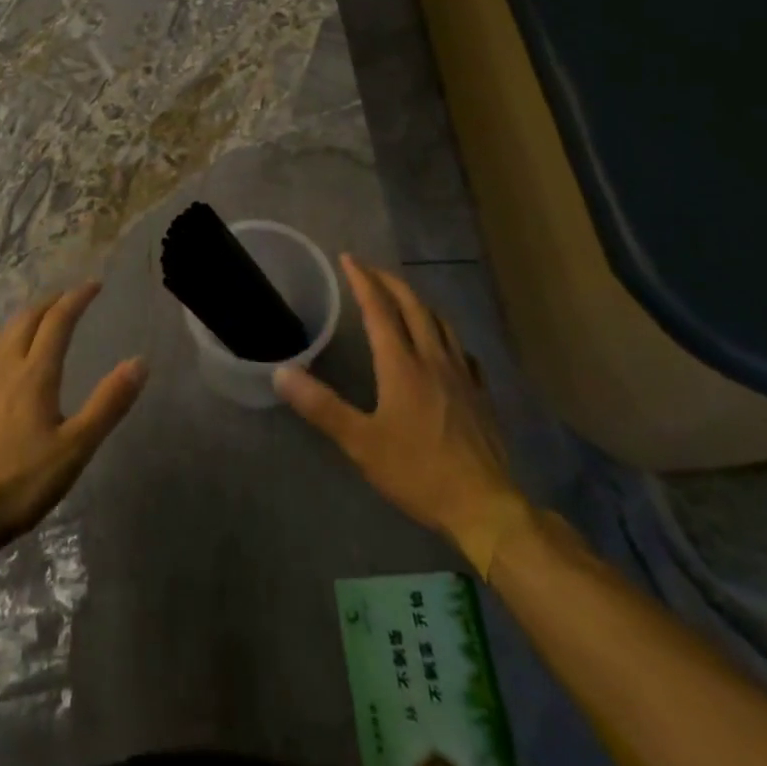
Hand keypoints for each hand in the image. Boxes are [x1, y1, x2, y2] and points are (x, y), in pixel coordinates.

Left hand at [0, 282, 145, 558]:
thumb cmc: (21, 483)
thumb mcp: (75, 448)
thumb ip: (108, 404)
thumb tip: (139, 362)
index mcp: (34, 374)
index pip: (57, 321)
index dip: (77, 298)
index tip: (94, 284)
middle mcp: (5, 369)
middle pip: (26, 319)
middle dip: (51, 301)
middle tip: (70, 296)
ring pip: (5, 335)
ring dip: (27, 318)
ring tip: (42, 319)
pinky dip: (9, 341)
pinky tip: (10, 361)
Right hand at [276, 255, 519, 548]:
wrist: (485, 507)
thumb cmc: (419, 472)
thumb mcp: (361, 443)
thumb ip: (321, 406)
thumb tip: (281, 373)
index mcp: (402, 365)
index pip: (379, 309)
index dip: (363, 280)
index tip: (348, 258)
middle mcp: (433, 359)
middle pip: (413, 306)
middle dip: (390, 282)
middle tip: (370, 270)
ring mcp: (462, 375)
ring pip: (440, 323)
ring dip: (418, 302)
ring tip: (403, 298)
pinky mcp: (480, 394)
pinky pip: (461, 349)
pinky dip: (444, 334)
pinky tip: (443, 346)